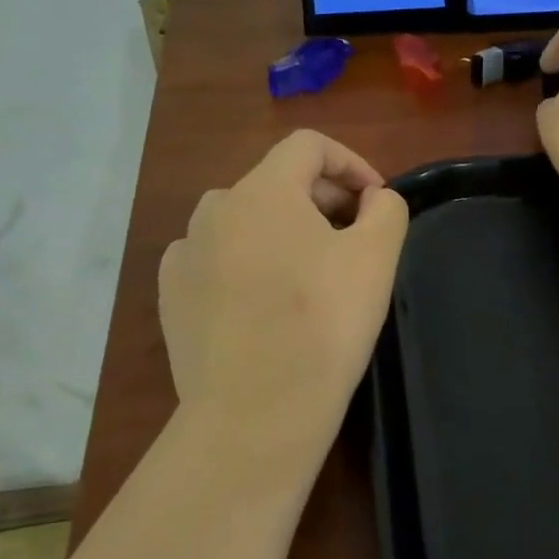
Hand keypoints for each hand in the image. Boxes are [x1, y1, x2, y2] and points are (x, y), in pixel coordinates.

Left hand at [158, 131, 408, 464]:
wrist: (256, 412)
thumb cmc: (323, 324)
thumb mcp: (376, 257)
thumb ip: (386, 208)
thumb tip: (373, 199)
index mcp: (262, 191)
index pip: (309, 145)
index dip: (351, 163)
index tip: (376, 202)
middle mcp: (214, 209)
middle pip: (276, 182)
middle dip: (322, 200)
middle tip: (353, 241)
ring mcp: (185, 254)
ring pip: (244, 222)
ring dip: (282, 232)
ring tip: (309, 273)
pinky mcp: (172, 296)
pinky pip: (216, 260)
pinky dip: (245, 264)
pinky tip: (262, 302)